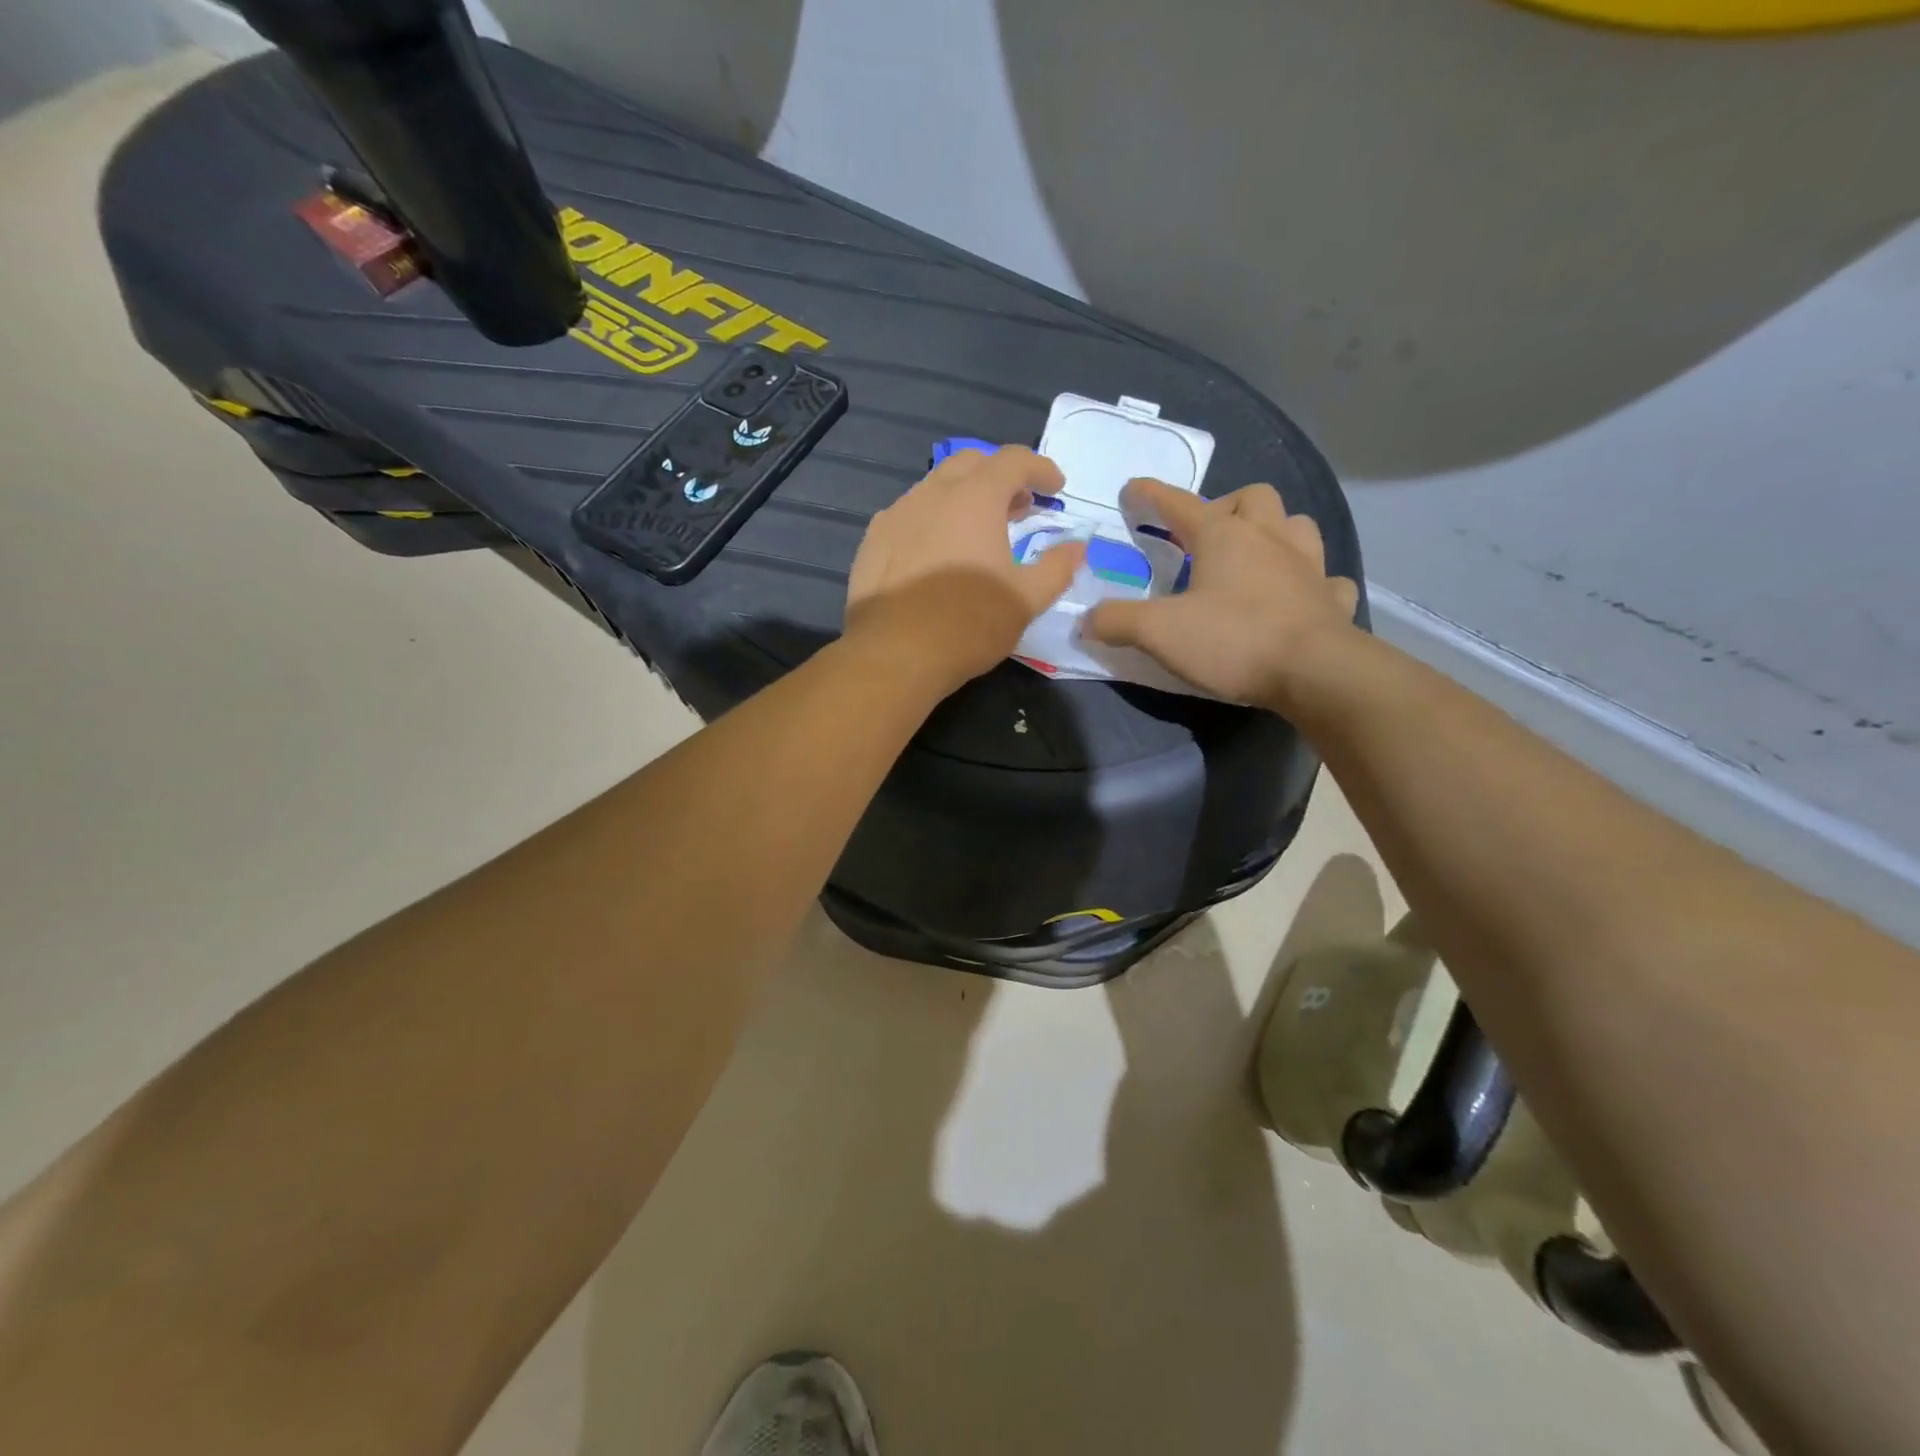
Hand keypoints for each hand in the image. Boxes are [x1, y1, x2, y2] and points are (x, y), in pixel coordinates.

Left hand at [845, 446, 1086, 689]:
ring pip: (935, 488)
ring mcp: (896, 515)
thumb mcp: (1026, 600)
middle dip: (1000, 476)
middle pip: (971, 463)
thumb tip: (1077, 547)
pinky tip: (937, 552)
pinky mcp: (872, 542)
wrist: (894, 654)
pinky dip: (933, 520)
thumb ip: (1057, 568)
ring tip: (978, 531)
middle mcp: (932, 494)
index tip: (1055, 487)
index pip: (1013, 460)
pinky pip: (908, 515)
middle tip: (1018, 507)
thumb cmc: (968, 624)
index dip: (1040, 467)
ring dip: (964, 497)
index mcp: (974, 498)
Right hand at [1082, 479, 1359, 710]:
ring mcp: (1309, 566)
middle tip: (1206, 536)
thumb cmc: (1233, 640)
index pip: (1180, 504)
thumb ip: (1117, 621)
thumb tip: (1088, 620)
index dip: (1152, 495)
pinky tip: (1299, 598)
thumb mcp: (1158, 632)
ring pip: (1297, 526)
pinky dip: (1311, 583)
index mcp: (1224, 536)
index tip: (1133, 489)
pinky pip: (1326, 579)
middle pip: (1252, 497)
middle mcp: (1270, 538)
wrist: (1315, 672)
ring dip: (1274, 532)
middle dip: (1227, 506)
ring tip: (1255, 557)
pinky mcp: (1333, 600)